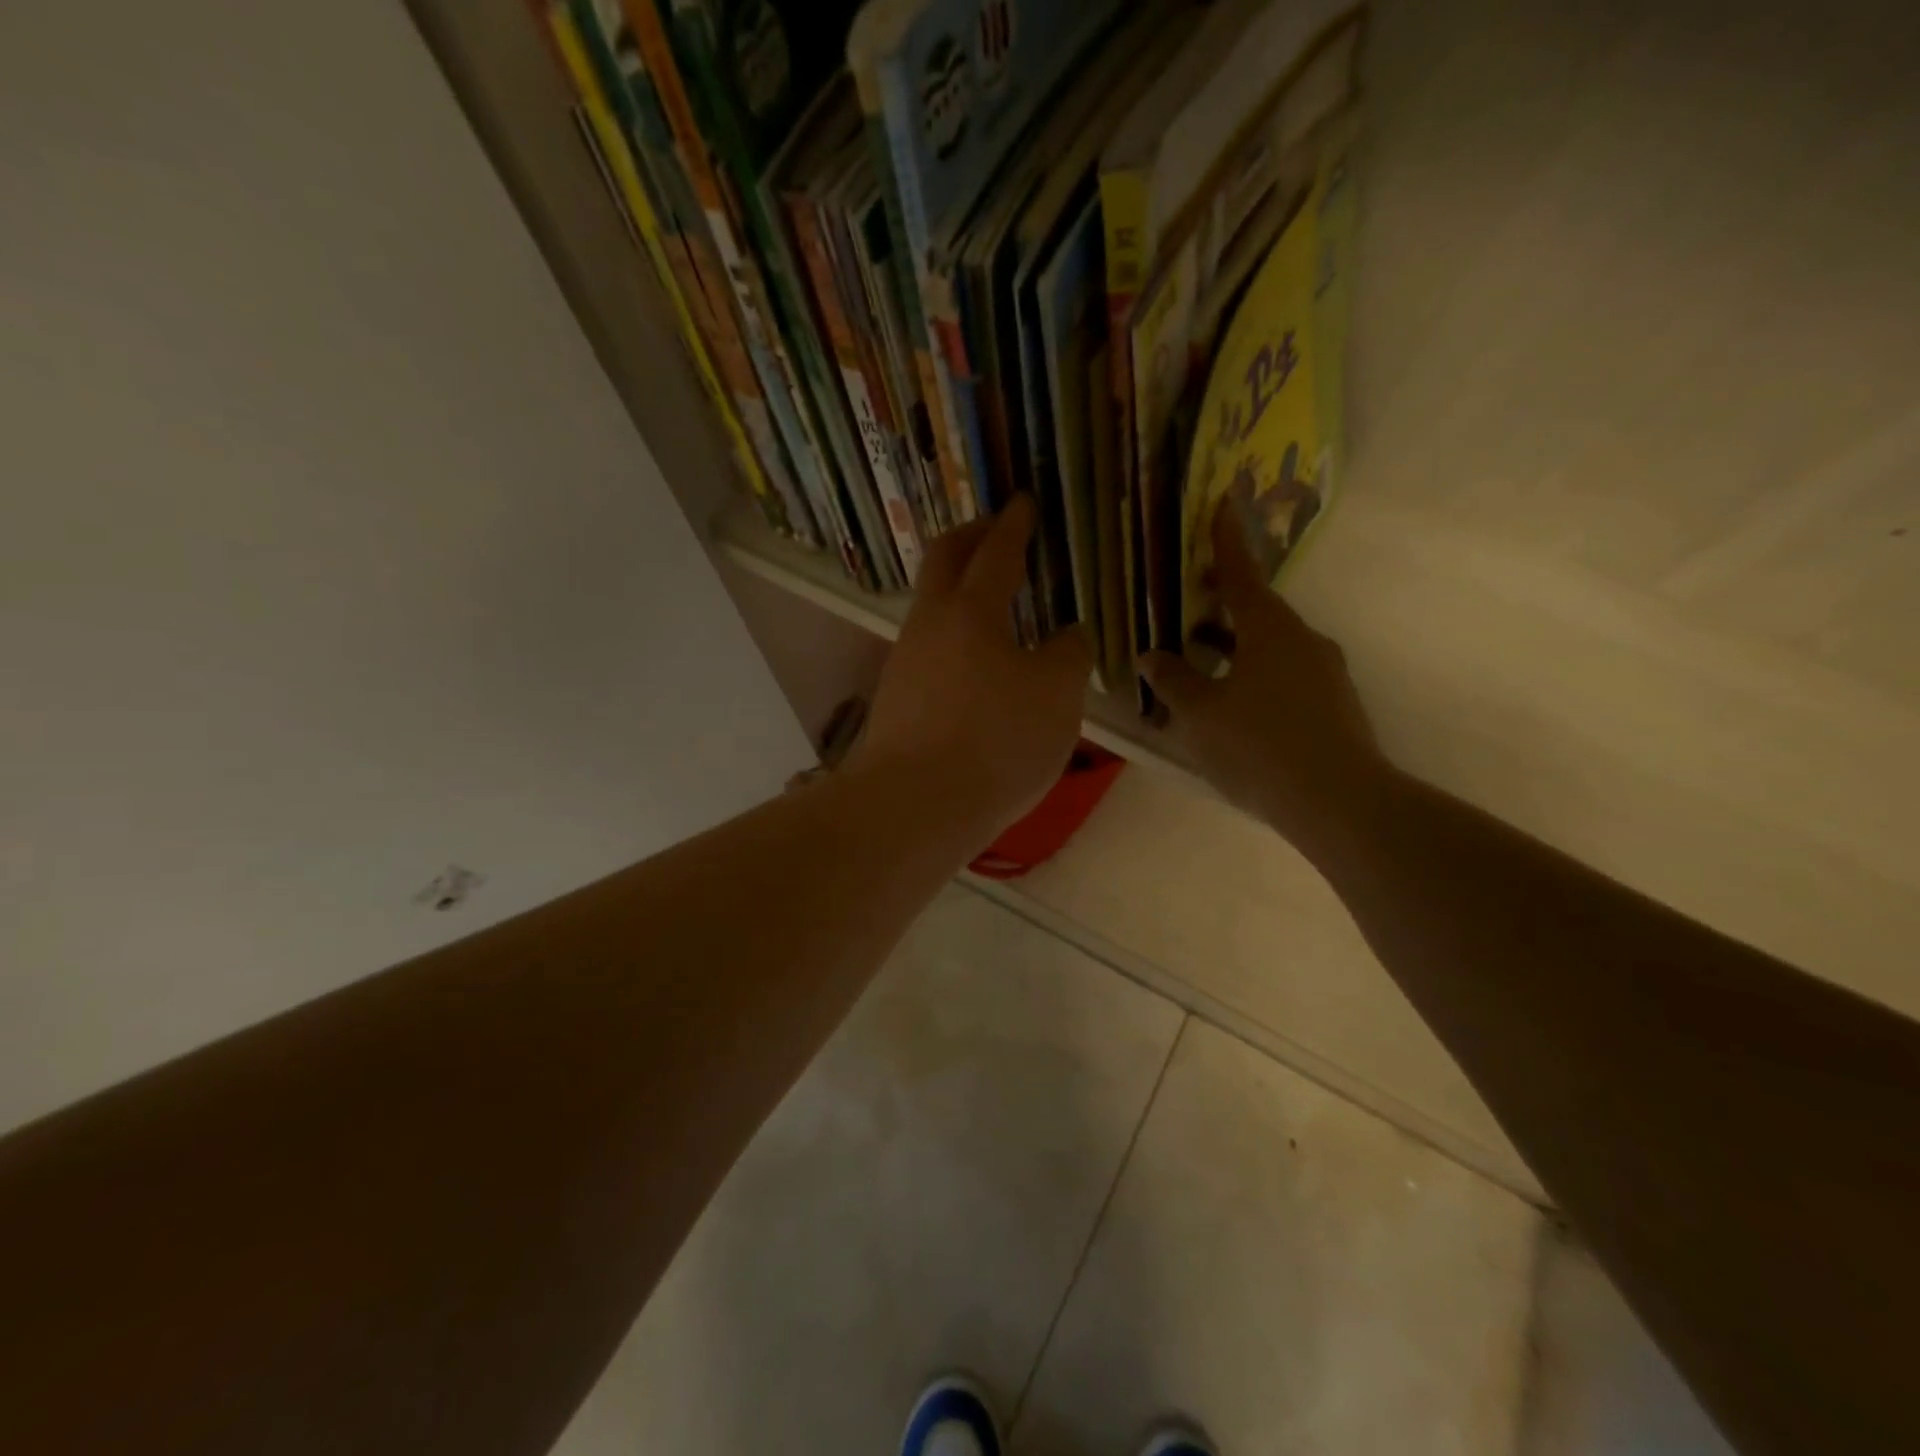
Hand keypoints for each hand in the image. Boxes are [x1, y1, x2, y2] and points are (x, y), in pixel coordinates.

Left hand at [852, 497, 1092, 841]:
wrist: (914, 806)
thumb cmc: (995, 741)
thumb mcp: (1057, 696)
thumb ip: (1068, 655)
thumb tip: (1066, 636)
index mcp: (971, 610)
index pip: (995, 551)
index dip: (1013, 524)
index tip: (1023, 502)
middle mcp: (929, 624)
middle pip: (944, 561)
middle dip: (971, 537)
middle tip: (996, 530)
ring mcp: (905, 661)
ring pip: (932, 607)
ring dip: (961, 591)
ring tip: (995, 601)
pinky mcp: (896, 699)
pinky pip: (930, 647)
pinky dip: (955, 635)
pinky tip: (976, 662)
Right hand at [1140, 506, 1389, 851]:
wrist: (1338, 802)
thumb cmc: (1258, 746)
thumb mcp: (1200, 713)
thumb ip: (1174, 680)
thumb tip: (1154, 655)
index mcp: (1271, 630)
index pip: (1242, 575)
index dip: (1226, 541)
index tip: (1222, 503)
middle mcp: (1303, 641)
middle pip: (1257, 612)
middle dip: (1221, 607)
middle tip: (1187, 605)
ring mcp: (1324, 674)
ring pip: (1270, 647)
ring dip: (1235, 647)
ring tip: (1198, 661)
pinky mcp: (1333, 705)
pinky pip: (1284, 676)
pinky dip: (1253, 675)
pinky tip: (1231, 705)